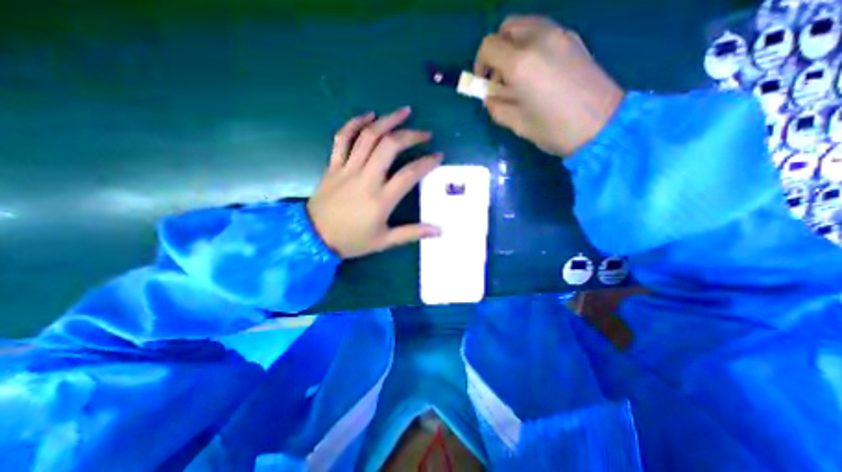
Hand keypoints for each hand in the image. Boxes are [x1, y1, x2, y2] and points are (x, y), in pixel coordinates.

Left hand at [307, 106, 443, 259]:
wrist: (314, 238)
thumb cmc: (352, 241)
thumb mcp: (384, 241)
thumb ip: (412, 233)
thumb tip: (438, 231)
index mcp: (380, 199)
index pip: (409, 174)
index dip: (427, 162)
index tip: (438, 156)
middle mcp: (366, 179)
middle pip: (389, 146)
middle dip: (410, 135)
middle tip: (425, 133)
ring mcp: (347, 169)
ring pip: (368, 137)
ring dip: (387, 121)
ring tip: (404, 112)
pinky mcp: (333, 165)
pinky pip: (343, 138)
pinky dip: (355, 123)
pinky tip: (368, 115)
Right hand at [472, 15, 624, 157]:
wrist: (601, 125)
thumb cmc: (553, 129)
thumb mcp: (516, 123)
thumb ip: (496, 106)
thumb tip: (489, 96)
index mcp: (521, 63)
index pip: (489, 46)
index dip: (480, 64)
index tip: (484, 83)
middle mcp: (539, 39)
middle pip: (507, 27)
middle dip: (497, 50)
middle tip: (499, 77)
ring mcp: (560, 35)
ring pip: (526, 26)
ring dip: (514, 46)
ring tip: (518, 75)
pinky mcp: (574, 39)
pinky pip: (544, 31)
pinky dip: (531, 45)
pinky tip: (537, 71)